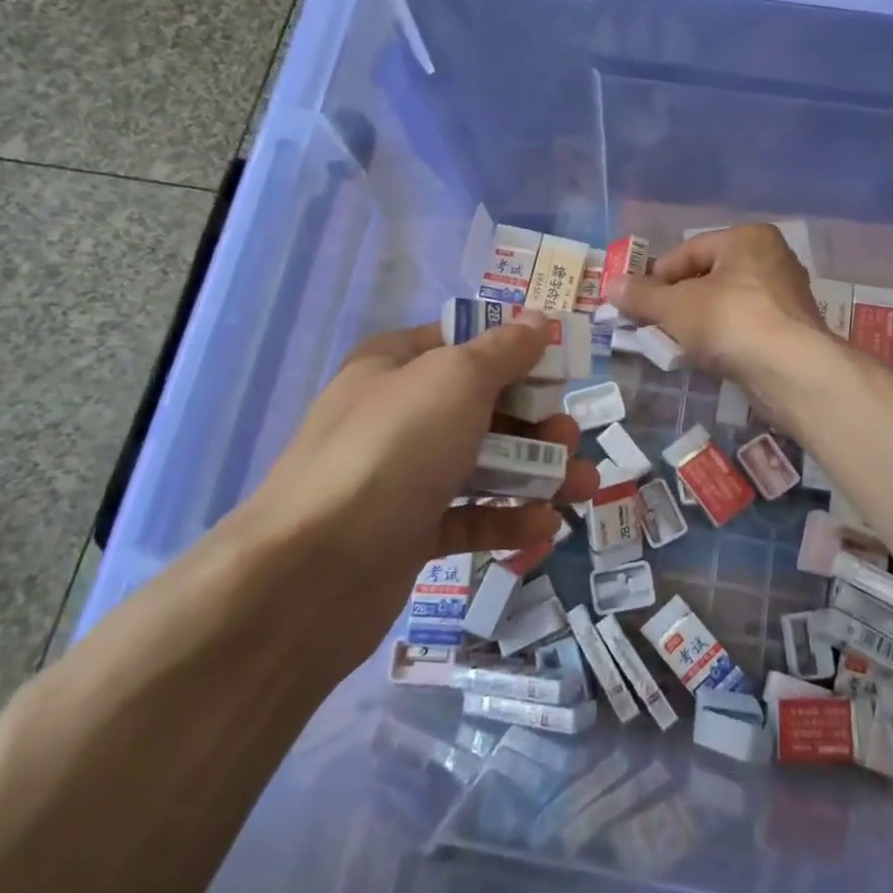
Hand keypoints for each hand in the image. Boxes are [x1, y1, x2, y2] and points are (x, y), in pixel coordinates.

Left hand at [236, 314, 600, 643]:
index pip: (465, 342)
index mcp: (396, 365)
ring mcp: (401, 477)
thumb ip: (503, 350)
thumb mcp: (455, 380)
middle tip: (571, 439)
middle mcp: (398, 415)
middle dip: (536, 421)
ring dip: (536, 473)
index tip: (563, 367)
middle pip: (482, 407)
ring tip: (581, 487)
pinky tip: (544, 527)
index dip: (516, 350)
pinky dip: (506, 519)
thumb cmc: (392, 450)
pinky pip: (467, 518)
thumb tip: (537, 319)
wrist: (311, 572)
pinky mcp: (408, 533)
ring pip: (482, 464)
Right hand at [605, 224, 828, 385]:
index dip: (657, 277)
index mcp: (747, 238)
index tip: (637, 304)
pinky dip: (724, 338)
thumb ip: (641, 296)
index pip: (688, 251)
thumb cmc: (729, 321)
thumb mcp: (674, 307)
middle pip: (708, 277)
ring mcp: (787, 295)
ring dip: (699, 322)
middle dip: (678, 301)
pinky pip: (746, 326)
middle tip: (654, 325)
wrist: (790, 371)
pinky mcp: (793, 329)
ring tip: (677, 345)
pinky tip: (709, 357)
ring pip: (727, 304)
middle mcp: (773, 258)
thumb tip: (610, 285)